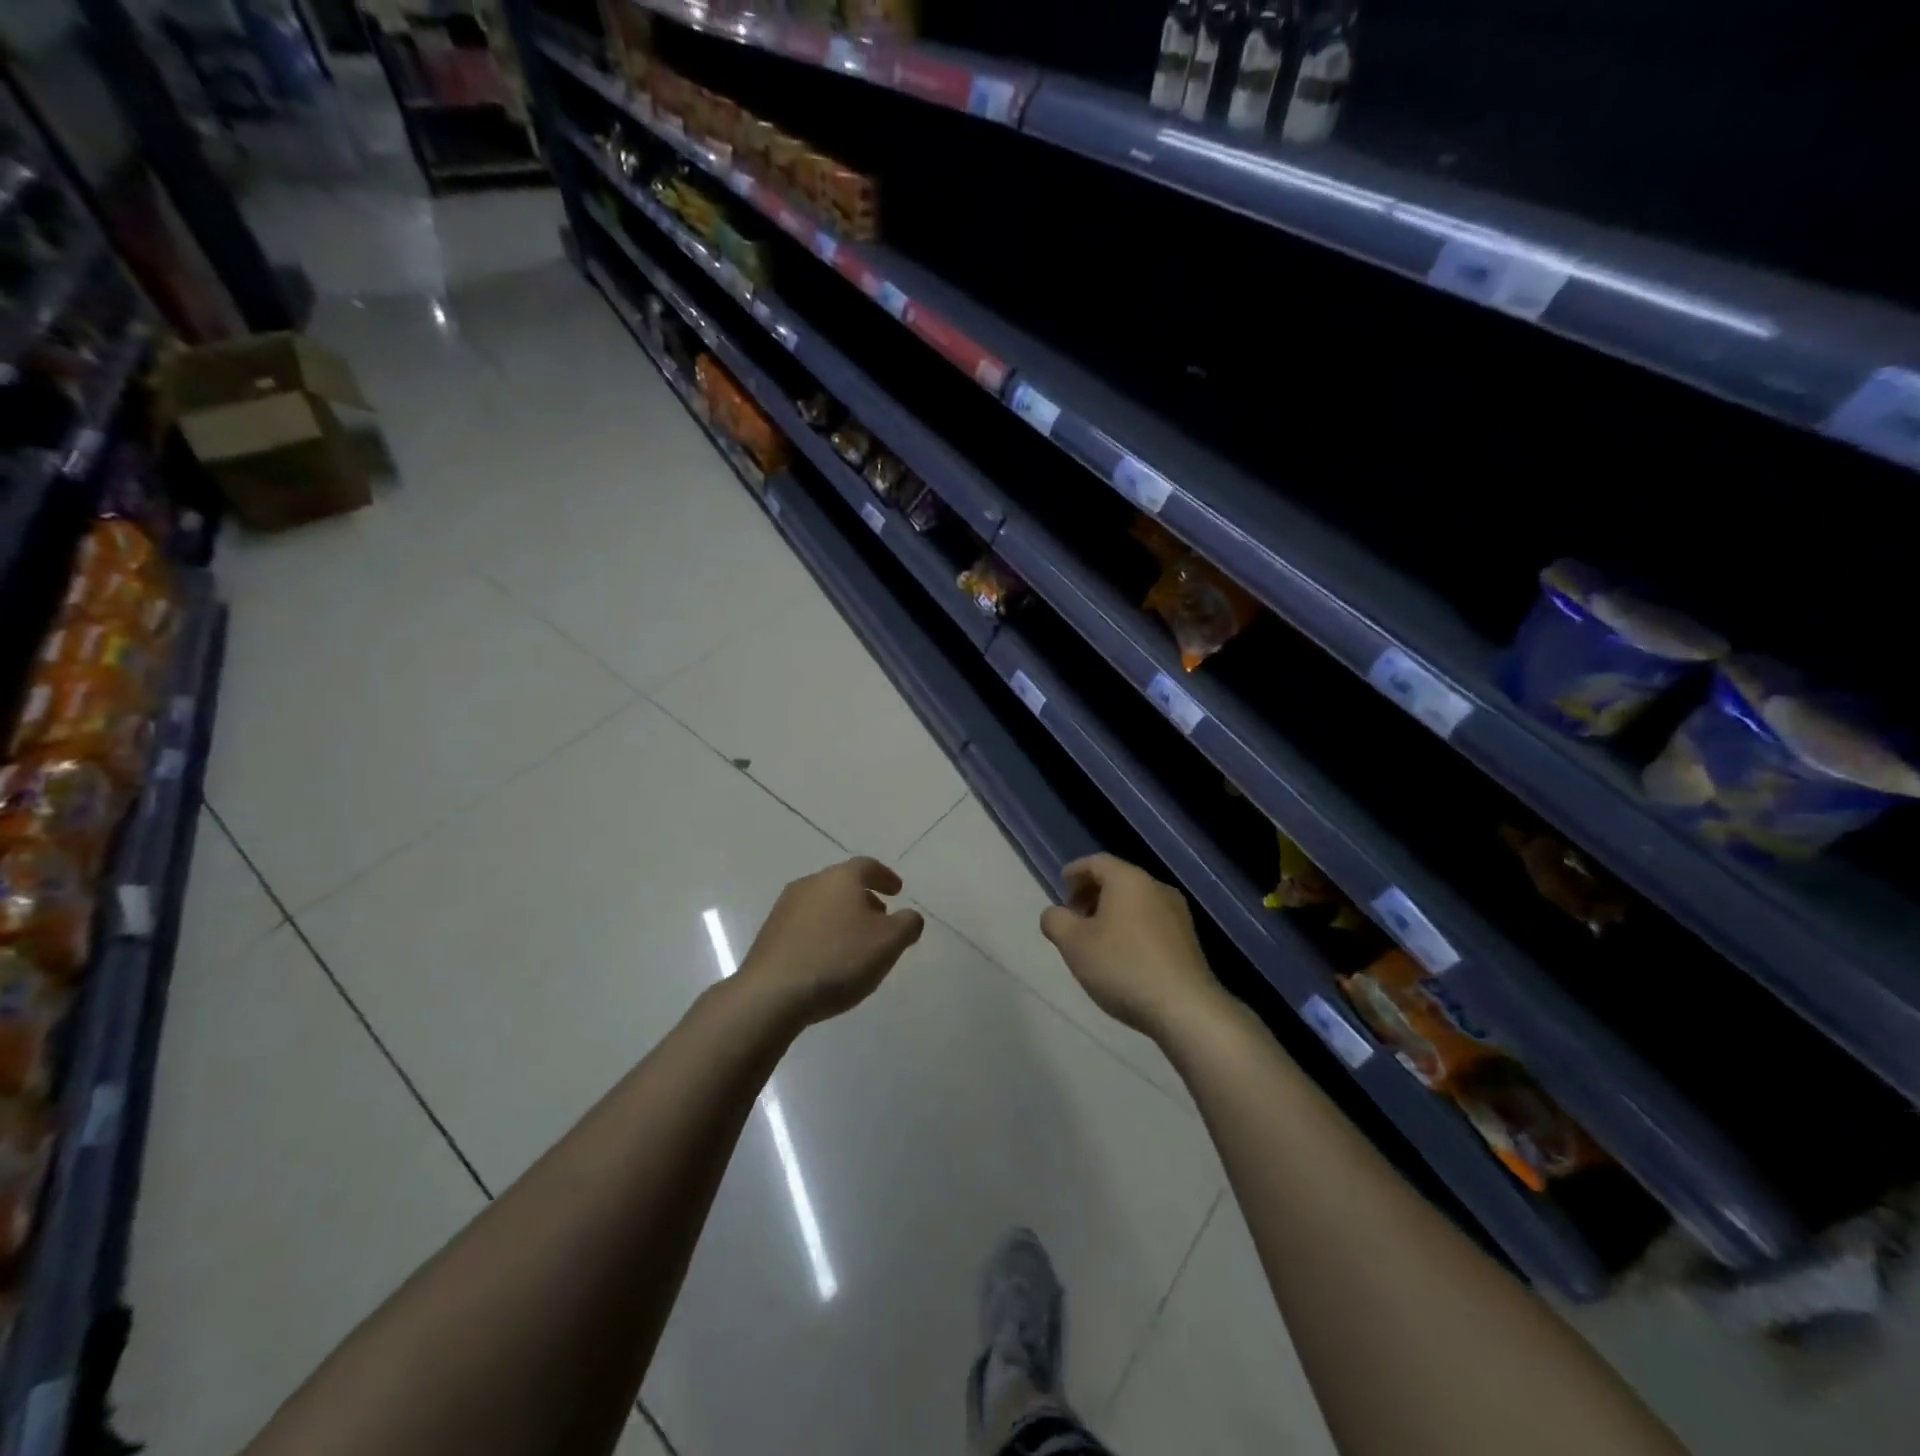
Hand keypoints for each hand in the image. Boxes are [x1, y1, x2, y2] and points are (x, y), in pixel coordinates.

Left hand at [739, 857, 924, 1027]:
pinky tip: (828, 959)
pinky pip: (805, 926)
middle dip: (864, 898)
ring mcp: (784, 908)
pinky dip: (822, 933)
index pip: (867, 866)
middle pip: (842, 884)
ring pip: (822, 904)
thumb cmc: (839, 959)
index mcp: (840, 878)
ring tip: (855, 943)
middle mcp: (810, 884)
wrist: (772, 994)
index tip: (897, 891)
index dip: (885, 877)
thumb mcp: (889, 942)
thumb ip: (908, 924)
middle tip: (880, 918)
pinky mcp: (769, 934)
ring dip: (842, 917)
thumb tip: (909, 916)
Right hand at [1041, 854, 1223, 1037]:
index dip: (1075, 872)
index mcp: (1129, 880)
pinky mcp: (1189, 939)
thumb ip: (1055, 921)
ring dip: (1112, 913)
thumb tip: (1054, 913)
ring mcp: (1178, 913)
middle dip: (1091, 894)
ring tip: (1096, 940)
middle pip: (1118, 879)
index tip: (1061, 888)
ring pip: (1136, 901)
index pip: (1096, 862)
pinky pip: (1152, 921)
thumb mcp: (1074, 944)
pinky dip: (1131, 927)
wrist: (1184, 1008)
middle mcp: (1156, 887)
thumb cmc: (1122, 966)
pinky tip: (1123, 956)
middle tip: (1073, 917)